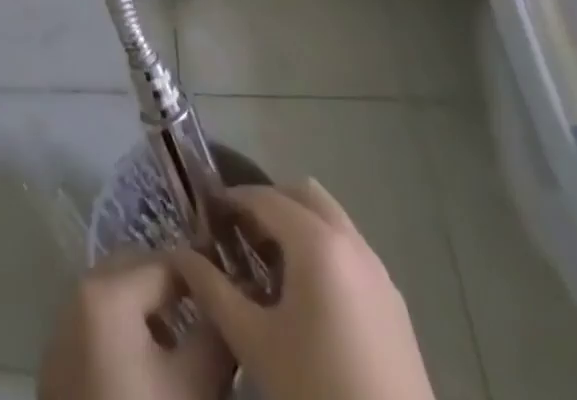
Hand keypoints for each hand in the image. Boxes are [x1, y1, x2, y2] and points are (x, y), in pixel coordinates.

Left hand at [38, 250, 235, 399]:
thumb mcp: (197, 387)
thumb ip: (217, 333)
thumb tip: (230, 305)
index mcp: (107, 292)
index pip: (168, 264)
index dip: (205, 279)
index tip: (234, 295)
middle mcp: (77, 295)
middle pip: (136, 271)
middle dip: (174, 289)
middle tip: (211, 316)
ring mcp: (61, 330)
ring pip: (116, 297)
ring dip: (150, 311)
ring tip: (185, 346)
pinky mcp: (57, 366)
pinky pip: (97, 327)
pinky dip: (126, 334)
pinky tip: (152, 372)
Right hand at [169, 180, 435, 399]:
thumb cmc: (316, 390)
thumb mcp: (254, 342)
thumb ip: (212, 290)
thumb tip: (181, 255)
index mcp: (317, 242)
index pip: (264, 197)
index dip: (231, 199)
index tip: (206, 215)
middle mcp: (352, 242)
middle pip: (302, 195)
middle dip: (267, 203)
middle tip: (238, 233)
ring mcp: (379, 272)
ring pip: (330, 220)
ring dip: (296, 225)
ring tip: (267, 264)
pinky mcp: (394, 303)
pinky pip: (350, 251)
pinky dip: (322, 250)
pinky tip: (304, 296)